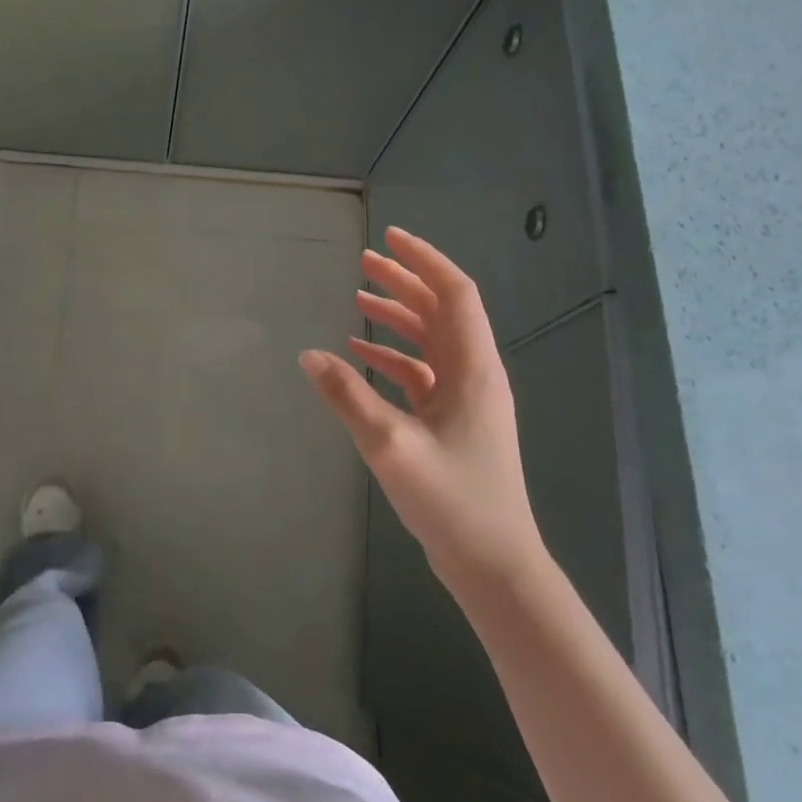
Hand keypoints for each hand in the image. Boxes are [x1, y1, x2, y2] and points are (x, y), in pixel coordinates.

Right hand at [300, 226, 546, 589]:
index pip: (454, 294)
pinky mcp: (452, 422)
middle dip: (404, 282)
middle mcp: (474, 375)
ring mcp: (465, 400)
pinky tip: (359, 355)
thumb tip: (308, 355)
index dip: (424, 261)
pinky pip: (421, 374)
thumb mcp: (390, 445)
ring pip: (431, 341)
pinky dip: (392, 356)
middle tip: (363, 261)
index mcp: (473, 369)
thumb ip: (347, 396)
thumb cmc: (451, 500)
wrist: (493, 563)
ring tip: (357, 297)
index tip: (390, 238)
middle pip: (441, 311)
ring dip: (397, 317)